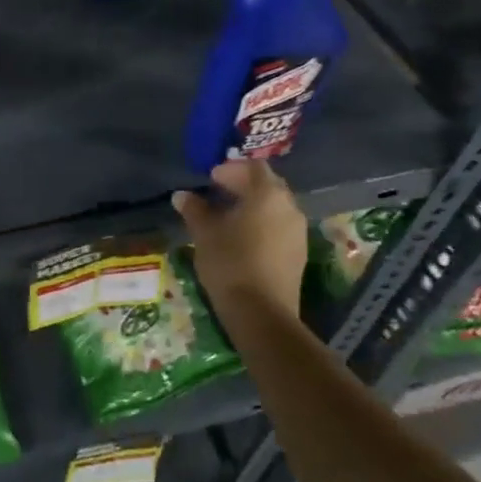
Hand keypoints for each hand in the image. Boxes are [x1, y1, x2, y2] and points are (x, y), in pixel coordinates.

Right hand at [172, 160, 306, 309]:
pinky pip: (279, 227)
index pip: (253, 167)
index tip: (211, 178)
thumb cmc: (230, 262)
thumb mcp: (204, 232)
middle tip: (218, 192)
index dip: (231, 169)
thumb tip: (182, 195)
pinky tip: (241, 237)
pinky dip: (261, 224)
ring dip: (252, 205)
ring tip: (227, 216)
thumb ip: (194, 209)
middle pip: (268, 185)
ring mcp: (297, 232)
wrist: (261, 314)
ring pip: (274, 208)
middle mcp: (289, 208)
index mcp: (268, 195)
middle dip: (243, 185)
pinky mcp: (298, 254)